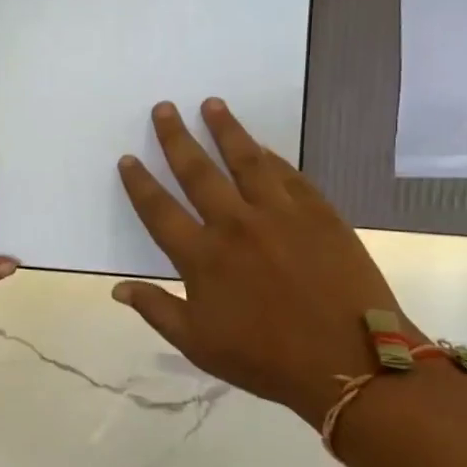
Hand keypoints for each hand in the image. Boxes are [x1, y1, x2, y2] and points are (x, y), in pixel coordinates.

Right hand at [112, 100, 413, 425]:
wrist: (350, 362)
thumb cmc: (266, 358)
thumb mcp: (198, 344)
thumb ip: (156, 309)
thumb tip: (117, 288)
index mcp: (202, 256)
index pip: (159, 210)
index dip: (140, 183)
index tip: (128, 158)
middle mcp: (235, 224)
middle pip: (198, 171)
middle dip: (177, 137)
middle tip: (165, 108)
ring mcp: (280, 214)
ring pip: (246, 160)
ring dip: (226, 130)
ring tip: (212, 105)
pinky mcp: (319, 213)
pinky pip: (289, 175)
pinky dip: (271, 157)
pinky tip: (262, 147)